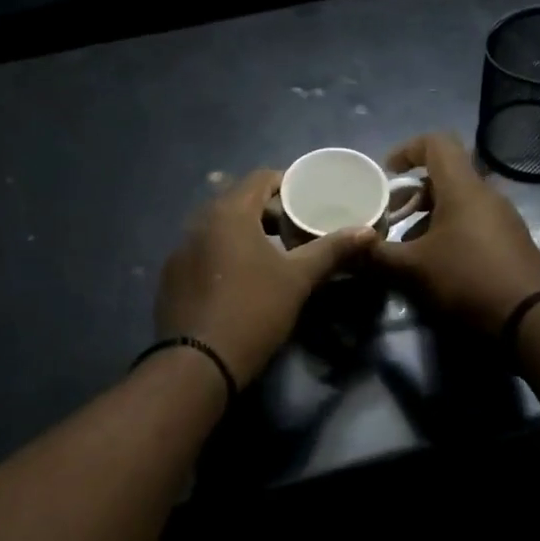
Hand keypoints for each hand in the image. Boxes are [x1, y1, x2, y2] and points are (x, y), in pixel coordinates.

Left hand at [156, 169, 373, 387]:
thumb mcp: (298, 279)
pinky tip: (238, 279)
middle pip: (237, 200)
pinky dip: (222, 253)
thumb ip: (331, 250)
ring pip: (218, 227)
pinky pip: (202, 250)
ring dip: (244, 232)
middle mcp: (198, 221)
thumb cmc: (254, 310)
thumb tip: (368, 232)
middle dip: (267, 210)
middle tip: (294, 228)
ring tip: (270, 252)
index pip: (260, 178)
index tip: (307, 199)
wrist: (198, 362)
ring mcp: (180, 249)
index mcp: (229, 212)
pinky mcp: (171, 276)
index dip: (286, 183)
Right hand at [370, 133, 539, 333]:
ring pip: (459, 200)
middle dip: (413, 192)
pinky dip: (448, 229)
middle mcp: (485, 194)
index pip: (436, 143)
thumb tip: (345, 248)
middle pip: (445, 175)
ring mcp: (502, 217)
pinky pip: (473, 220)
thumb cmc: (467, 279)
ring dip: (429, 214)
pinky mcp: (510, 240)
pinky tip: (434, 262)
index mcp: (462, 188)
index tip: (387, 172)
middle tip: (390, 216)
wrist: (532, 318)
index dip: (407, 150)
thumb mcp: (412, 269)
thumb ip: (374, 255)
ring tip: (407, 244)